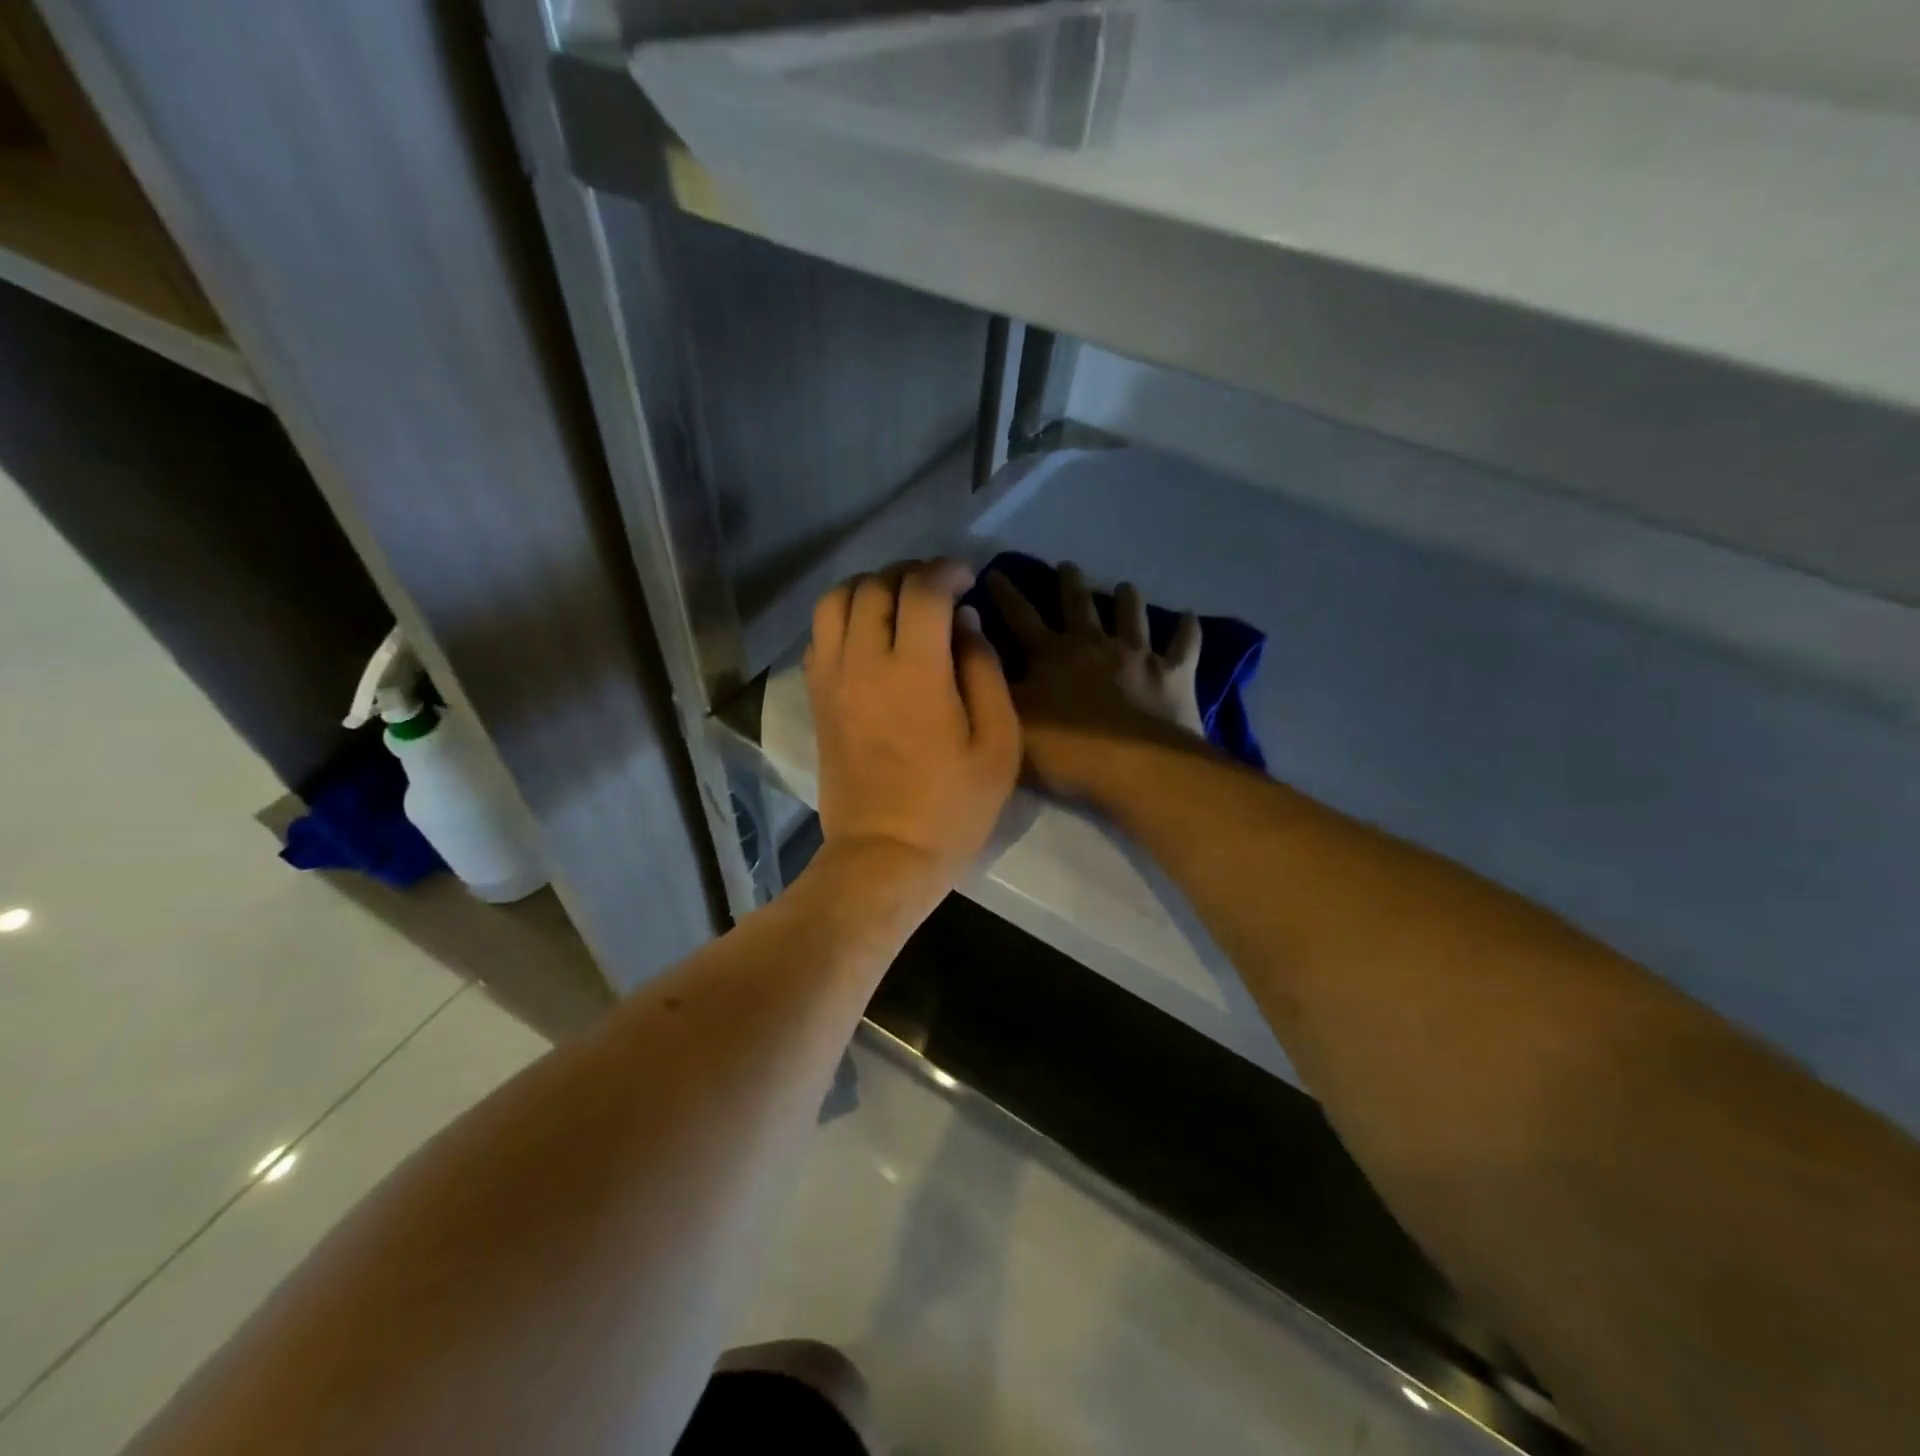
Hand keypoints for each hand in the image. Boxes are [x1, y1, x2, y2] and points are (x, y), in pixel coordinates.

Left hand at [806, 560, 1021, 893]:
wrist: (884, 854)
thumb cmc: (952, 807)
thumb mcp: (997, 744)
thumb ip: (984, 671)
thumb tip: (966, 622)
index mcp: (915, 672)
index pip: (922, 590)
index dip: (947, 571)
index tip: (966, 578)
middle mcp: (864, 662)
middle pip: (876, 586)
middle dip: (911, 574)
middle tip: (938, 589)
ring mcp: (832, 679)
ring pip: (836, 601)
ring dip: (870, 588)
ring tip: (898, 603)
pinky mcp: (816, 698)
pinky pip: (820, 634)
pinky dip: (844, 617)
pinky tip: (869, 635)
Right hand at [986, 563, 1205, 798]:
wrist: (1133, 768)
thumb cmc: (1064, 750)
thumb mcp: (1009, 720)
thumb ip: (993, 684)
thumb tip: (974, 649)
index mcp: (1051, 654)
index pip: (1020, 616)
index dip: (1005, 594)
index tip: (994, 571)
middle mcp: (1093, 644)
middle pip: (1078, 605)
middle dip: (1069, 583)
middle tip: (1068, 565)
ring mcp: (1137, 655)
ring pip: (1132, 616)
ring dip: (1127, 599)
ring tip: (1126, 586)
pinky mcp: (1173, 674)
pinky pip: (1184, 645)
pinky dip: (1187, 631)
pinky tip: (1190, 617)